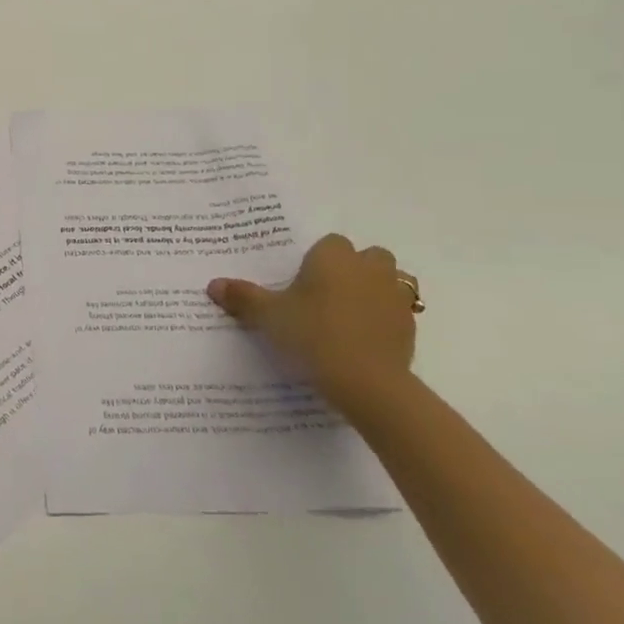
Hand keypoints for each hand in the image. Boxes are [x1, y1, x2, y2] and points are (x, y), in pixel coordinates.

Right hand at [207, 233, 417, 419]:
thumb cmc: (312, 335)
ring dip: (375, 289)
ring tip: (350, 313)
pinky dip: (384, 319)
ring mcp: (394, 297)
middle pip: (369, 255)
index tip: (302, 281)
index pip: (330, 242)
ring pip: (390, 280)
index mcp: (333, 257)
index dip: (318, 259)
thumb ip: (243, 297)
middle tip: (327, 292)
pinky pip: (397, 312)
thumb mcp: (268, 316)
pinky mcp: (410, 326)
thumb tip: (213, 284)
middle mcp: (368, 268)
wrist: (366, 381)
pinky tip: (363, 338)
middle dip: (354, 268)